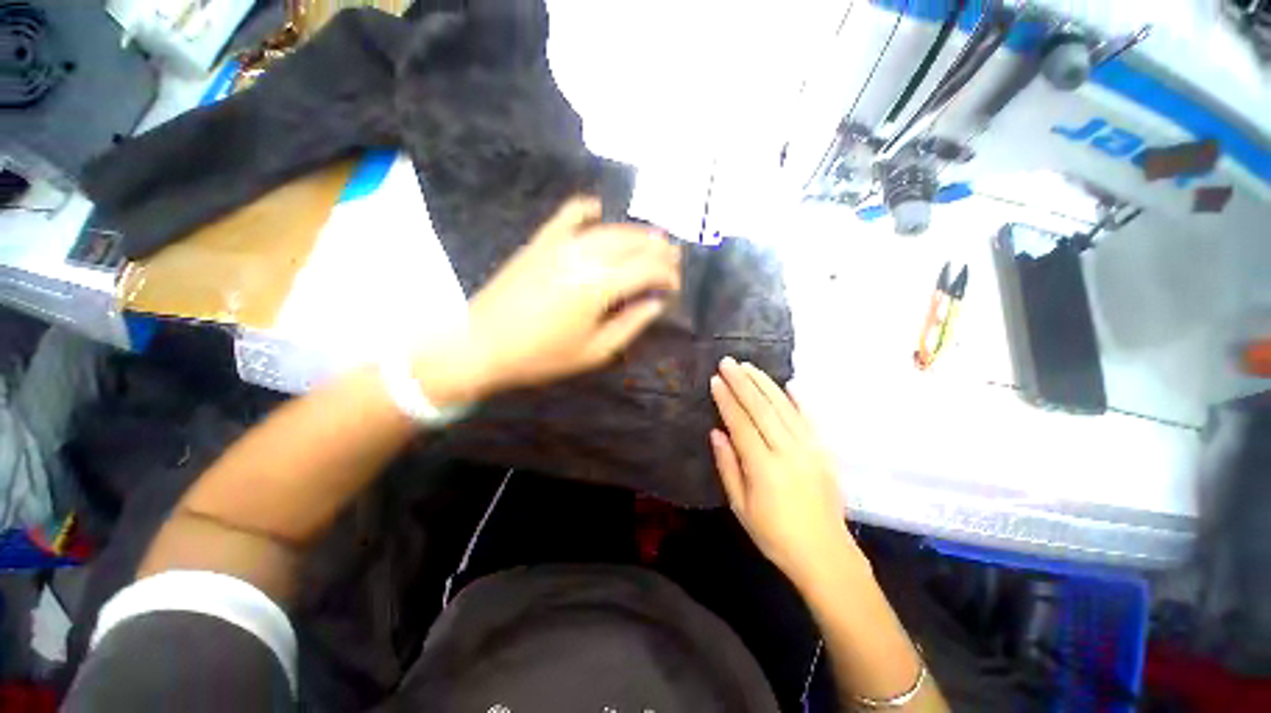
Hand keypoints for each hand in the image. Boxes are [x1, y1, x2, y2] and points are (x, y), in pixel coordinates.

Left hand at [421, 197, 679, 401]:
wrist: (482, 343)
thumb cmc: (541, 355)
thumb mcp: (595, 351)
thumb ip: (630, 324)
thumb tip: (656, 303)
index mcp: (599, 286)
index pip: (646, 270)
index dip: (667, 276)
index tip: (676, 287)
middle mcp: (584, 256)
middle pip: (633, 244)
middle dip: (659, 250)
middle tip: (674, 258)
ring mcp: (560, 244)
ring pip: (609, 228)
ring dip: (636, 232)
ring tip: (653, 239)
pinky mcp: (541, 241)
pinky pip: (568, 214)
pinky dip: (587, 209)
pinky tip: (599, 210)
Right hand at [709, 357, 855, 587]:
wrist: (825, 554)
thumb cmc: (774, 534)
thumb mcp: (740, 506)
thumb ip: (727, 466)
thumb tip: (716, 432)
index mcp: (763, 466)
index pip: (741, 423)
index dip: (726, 400)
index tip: (715, 380)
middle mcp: (787, 451)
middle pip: (762, 408)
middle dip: (742, 382)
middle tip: (728, 362)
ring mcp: (810, 448)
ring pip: (784, 407)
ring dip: (765, 384)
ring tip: (749, 367)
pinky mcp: (825, 451)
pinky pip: (810, 418)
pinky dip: (798, 399)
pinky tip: (788, 384)